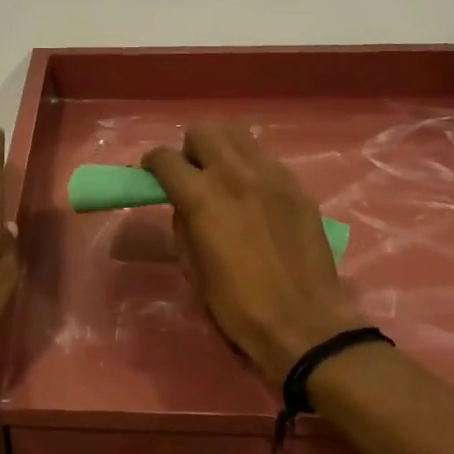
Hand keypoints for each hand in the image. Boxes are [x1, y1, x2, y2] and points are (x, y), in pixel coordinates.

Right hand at [144, 122, 364, 381]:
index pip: (165, 158)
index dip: (152, 164)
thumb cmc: (236, 305)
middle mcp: (235, 174)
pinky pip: (265, 159)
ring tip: (223, 178)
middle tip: (192, 176)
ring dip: (222, 149)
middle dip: (190, 149)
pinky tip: (254, 198)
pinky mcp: (297, 186)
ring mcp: (272, 175)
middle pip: (204, 131)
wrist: (301, 322)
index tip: (152, 176)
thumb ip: (183, 223)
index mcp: (202, 197)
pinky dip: (251, 168)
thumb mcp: (192, 266)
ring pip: (238, 134)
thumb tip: (185, 204)